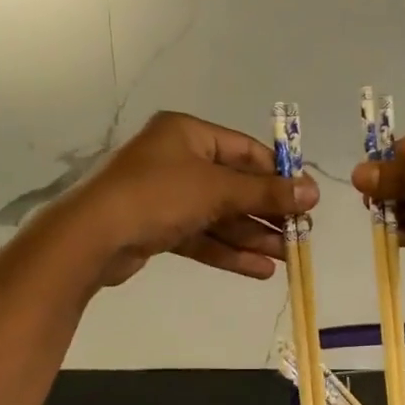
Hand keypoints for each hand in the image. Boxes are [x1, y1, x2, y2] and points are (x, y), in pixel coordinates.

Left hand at [55, 111, 317, 287]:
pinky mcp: (158, 227)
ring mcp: (166, 195)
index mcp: (188, 133)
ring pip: (219, 214)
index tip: (306, 199)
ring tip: (286, 257)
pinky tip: (259, 270)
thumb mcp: (217, 189)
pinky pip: (202, 235)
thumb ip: (266, 192)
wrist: (90, 238)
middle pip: (234, 185)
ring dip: (252, 236)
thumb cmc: (157, 196)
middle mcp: (177, 159)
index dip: (278, 174)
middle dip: (267, 212)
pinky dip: (228, 251)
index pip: (245, 150)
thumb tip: (313, 192)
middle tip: (299, 233)